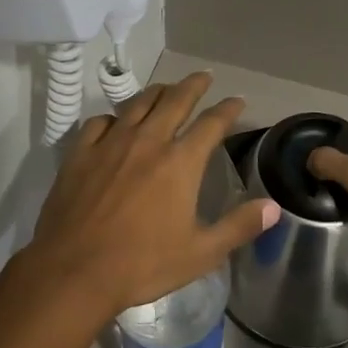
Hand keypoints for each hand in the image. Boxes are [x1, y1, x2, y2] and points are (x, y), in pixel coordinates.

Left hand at [25, 72, 278, 320]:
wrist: (74, 271)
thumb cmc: (142, 264)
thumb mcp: (200, 253)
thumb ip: (239, 226)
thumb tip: (273, 207)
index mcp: (180, 162)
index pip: (211, 123)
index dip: (228, 109)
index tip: (237, 101)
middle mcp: (148, 141)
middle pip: (175, 100)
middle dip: (193, 85)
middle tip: (204, 76)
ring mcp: (111, 143)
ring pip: (138, 104)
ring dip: (157, 92)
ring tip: (166, 89)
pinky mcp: (81, 152)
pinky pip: (100, 122)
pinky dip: (114, 117)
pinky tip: (116, 122)